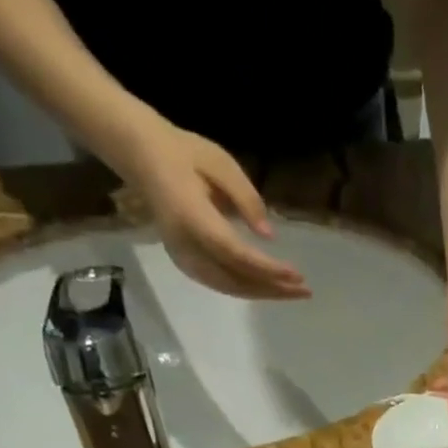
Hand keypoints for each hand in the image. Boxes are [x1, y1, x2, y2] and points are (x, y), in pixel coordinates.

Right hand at [110, 109, 308, 299]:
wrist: (142, 157)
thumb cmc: (184, 154)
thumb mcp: (220, 163)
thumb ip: (246, 198)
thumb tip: (269, 236)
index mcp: (191, 217)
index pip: (235, 254)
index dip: (267, 269)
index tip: (296, 275)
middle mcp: (186, 246)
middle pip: (235, 280)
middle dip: (272, 288)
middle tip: (305, 290)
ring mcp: (183, 259)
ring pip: (230, 288)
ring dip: (263, 293)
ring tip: (293, 292)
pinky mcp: (186, 264)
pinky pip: (222, 284)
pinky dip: (249, 289)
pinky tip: (270, 287)